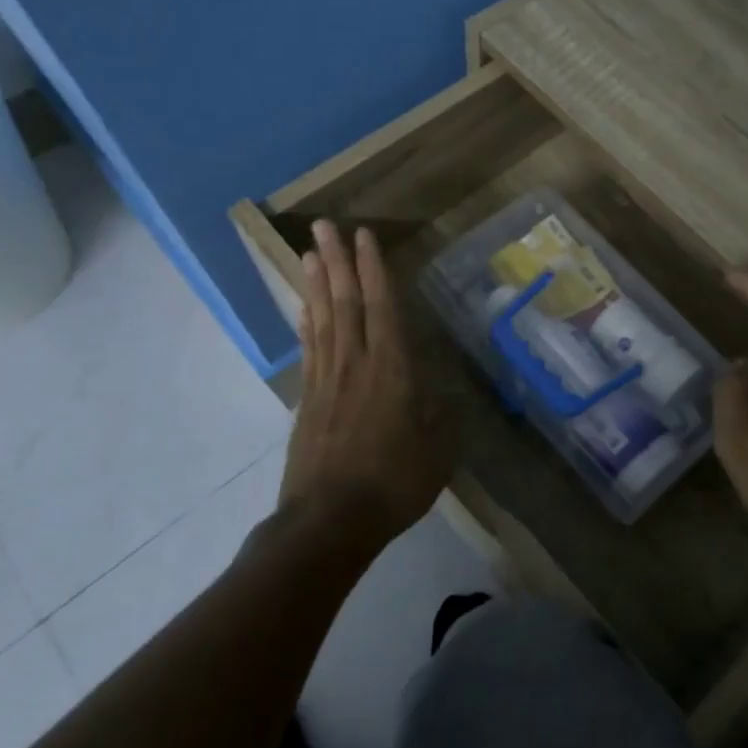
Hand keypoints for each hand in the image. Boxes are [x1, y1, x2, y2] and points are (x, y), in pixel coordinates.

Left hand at [281, 220, 450, 551]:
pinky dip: (306, 323)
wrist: (329, 522)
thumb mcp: (438, 452)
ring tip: (310, 251)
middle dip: (336, 261)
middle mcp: (357, 364)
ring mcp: (327, 381)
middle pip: (345, 302)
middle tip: (324, 225)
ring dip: (316, 283)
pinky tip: (303, 306)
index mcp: (393, 370)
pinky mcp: (308, 400)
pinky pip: (309, 350)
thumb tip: (444, 395)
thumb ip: (441, 417)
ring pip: (323, 319)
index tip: (365, 236)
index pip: (383, 307)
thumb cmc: (393, 485)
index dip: (374, 268)